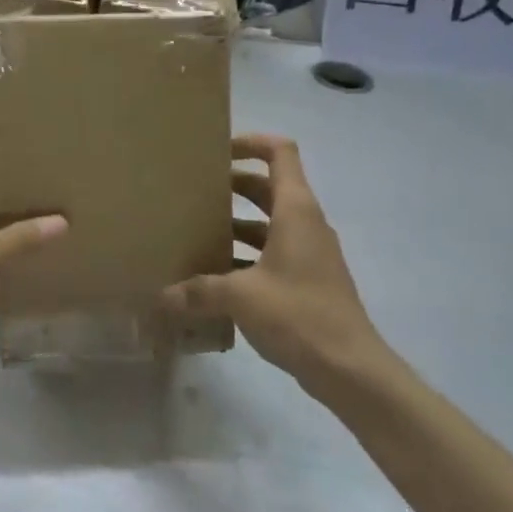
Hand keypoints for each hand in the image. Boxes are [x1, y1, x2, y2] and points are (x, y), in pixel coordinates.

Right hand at [162, 134, 385, 390]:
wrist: (350, 368)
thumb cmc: (299, 315)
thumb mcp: (241, 297)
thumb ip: (199, 290)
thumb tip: (162, 296)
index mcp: (296, 211)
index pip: (280, 153)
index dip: (251, 142)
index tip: (217, 151)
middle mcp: (305, 224)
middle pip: (268, 187)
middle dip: (232, 185)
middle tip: (193, 192)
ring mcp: (309, 253)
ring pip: (268, 224)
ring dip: (236, 224)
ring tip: (195, 233)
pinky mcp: (307, 281)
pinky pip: (271, 254)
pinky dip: (245, 257)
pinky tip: (214, 277)